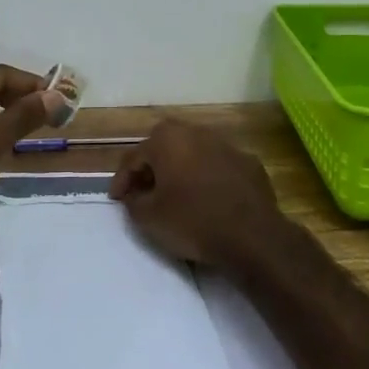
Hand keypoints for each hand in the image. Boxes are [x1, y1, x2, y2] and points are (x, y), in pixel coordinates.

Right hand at [109, 119, 291, 273]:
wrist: (252, 236)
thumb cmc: (192, 221)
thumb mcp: (148, 218)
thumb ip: (133, 201)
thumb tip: (135, 195)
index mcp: (168, 139)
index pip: (134, 157)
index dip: (121, 180)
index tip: (116, 199)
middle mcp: (197, 133)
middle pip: (165, 148)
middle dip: (152, 168)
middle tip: (144, 191)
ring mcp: (227, 146)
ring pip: (195, 154)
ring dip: (182, 170)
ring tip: (176, 195)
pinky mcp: (250, 163)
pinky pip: (220, 167)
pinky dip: (209, 179)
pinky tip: (209, 199)